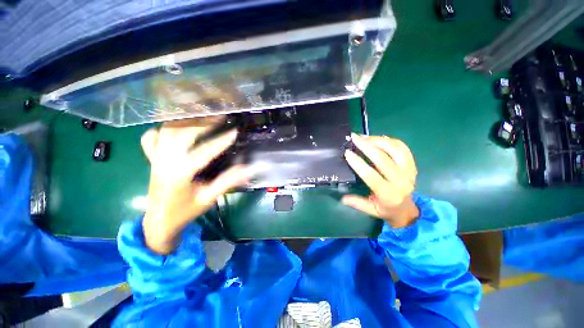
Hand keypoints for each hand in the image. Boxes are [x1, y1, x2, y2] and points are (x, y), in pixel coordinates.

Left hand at [140, 117, 253, 253]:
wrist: (160, 221)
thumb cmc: (186, 211)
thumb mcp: (209, 198)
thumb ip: (227, 182)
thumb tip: (247, 169)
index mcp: (180, 174)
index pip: (203, 152)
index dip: (221, 141)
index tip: (235, 131)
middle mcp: (164, 162)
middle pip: (181, 134)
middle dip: (202, 123)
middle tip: (219, 116)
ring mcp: (156, 159)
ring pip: (166, 131)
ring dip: (185, 120)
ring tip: (202, 115)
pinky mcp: (152, 159)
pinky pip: (152, 137)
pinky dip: (162, 128)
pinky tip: (174, 125)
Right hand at [343, 133, 418, 227]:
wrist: (407, 210)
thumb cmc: (386, 209)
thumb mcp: (371, 210)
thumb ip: (357, 203)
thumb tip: (342, 198)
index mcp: (388, 194)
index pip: (371, 175)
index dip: (358, 163)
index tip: (348, 153)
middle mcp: (401, 181)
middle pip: (383, 159)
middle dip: (366, 146)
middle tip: (354, 138)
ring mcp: (409, 171)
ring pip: (395, 150)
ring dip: (378, 140)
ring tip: (365, 137)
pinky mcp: (412, 165)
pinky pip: (403, 148)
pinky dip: (390, 140)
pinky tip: (378, 138)